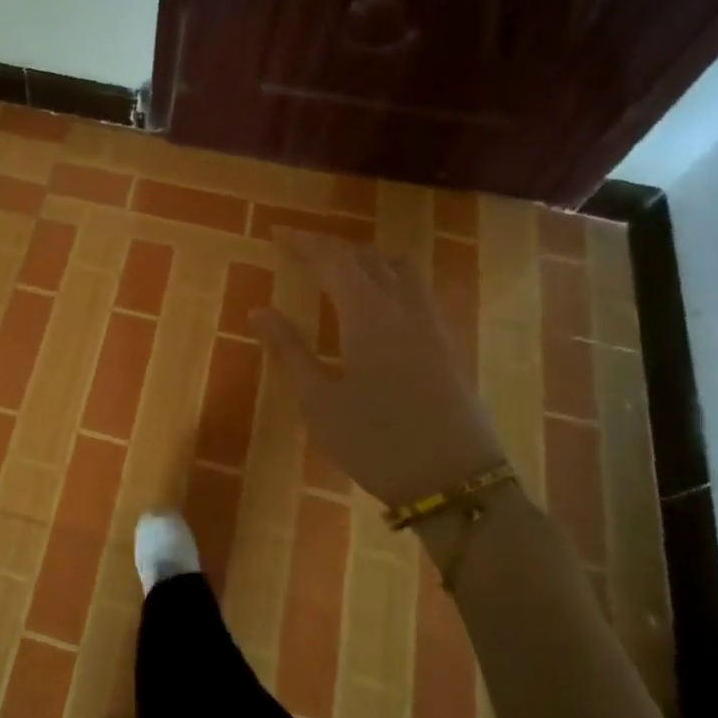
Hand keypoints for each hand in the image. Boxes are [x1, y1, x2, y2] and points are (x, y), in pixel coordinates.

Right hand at [251, 228, 505, 511]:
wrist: (457, 485)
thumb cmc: (377, 443)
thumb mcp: (319, 402)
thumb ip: (290, 351)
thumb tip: (259, 310)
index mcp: (369, 315)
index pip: (334, 260)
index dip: (305, 242)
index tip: (278, 232)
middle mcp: (404, 310)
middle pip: (369, 258)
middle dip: (333, 248)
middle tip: (302, 250)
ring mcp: (432, 328)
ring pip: (402, 271)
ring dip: (368, 259)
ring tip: (342, 268)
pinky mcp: (448, 349)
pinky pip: (417, 293)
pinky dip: (391, 280)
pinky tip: (380, 305)